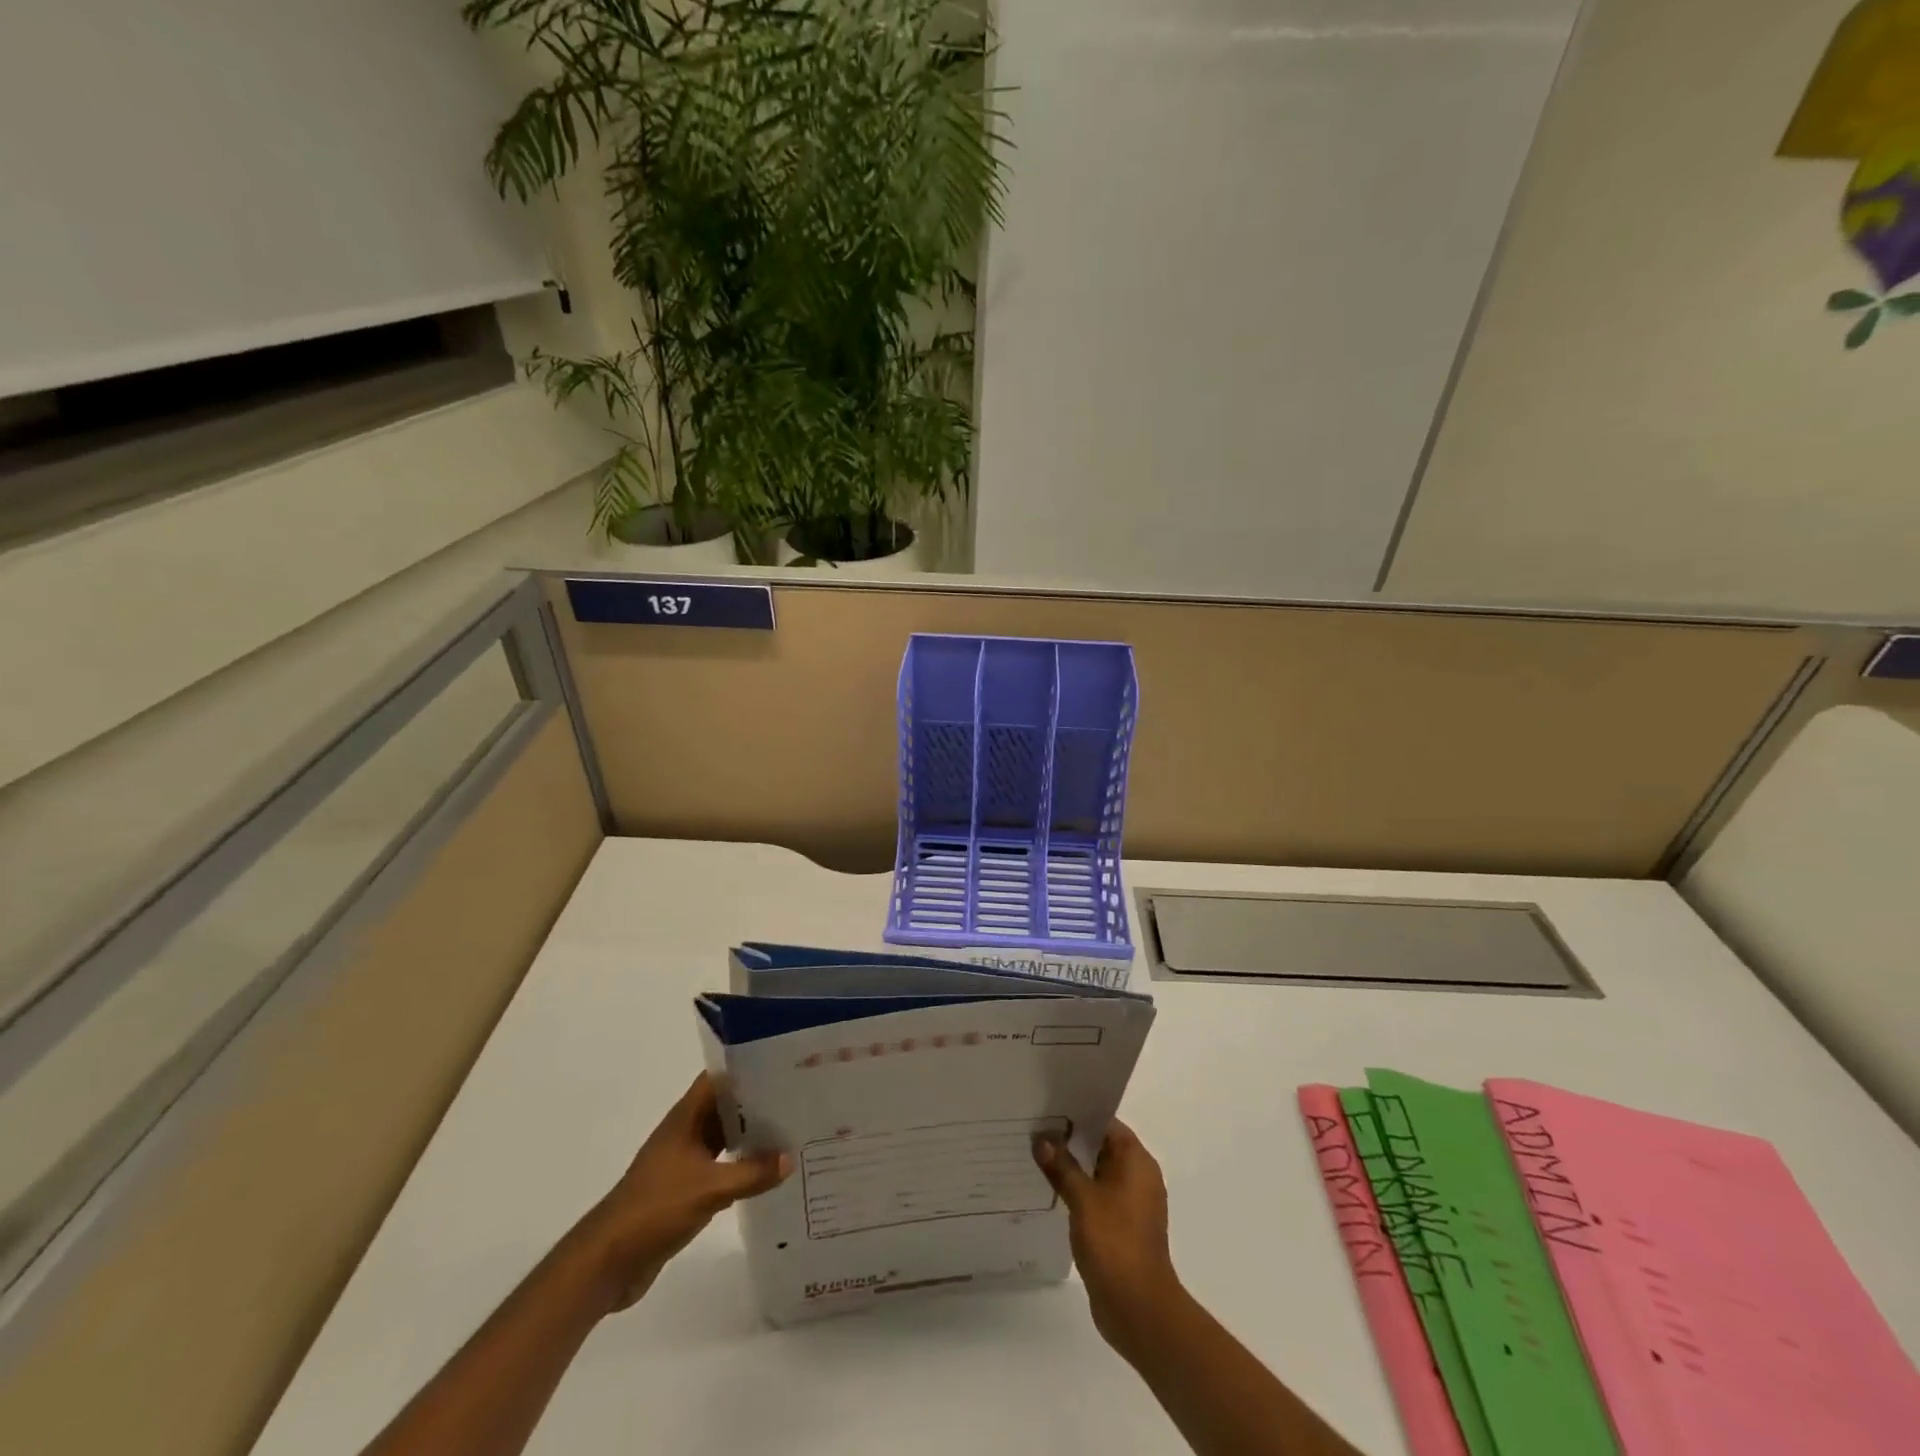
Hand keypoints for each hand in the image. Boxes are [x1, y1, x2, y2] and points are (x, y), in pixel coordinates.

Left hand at [567, 1074, 789, 1312]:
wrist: (608, 1262)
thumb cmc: (655, 1208)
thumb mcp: (710, 1189)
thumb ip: (752, 1173)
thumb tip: (790, 1157)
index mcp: (685, 1119)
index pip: (718, 1079)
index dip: (746, 1068)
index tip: (781, 1066)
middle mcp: (685, 1134)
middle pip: (725, 1108)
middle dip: (757, 1103)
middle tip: (797, 1099)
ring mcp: (683, 1163)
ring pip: (724, 1139)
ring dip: (751, 1137)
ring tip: (790, 1133)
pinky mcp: (684, 1191)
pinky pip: (720, 1169)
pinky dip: (742, 1167)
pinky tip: (768, 1174)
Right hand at [1033, 1119, 1182, 1354]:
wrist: (1138, 1309)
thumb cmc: (1115, 1243)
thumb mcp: (1083, 1199)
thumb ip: (1061, 1166)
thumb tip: (1041, 1138)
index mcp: (1137, 1161)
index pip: (1106, 1124)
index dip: (1078, 1116)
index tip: (1048, 1109)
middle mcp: (1138, 1177)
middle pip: (1101, 1147)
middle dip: (1070, 1141)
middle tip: (1035, 1130)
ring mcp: (1131, 1204)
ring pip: (1097, 1173)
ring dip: (1072, 1167)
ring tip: (1036, 1157)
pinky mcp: (1122, 1227)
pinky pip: (1097, 1197)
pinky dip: (1078, 1191)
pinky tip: (1051, 1192)